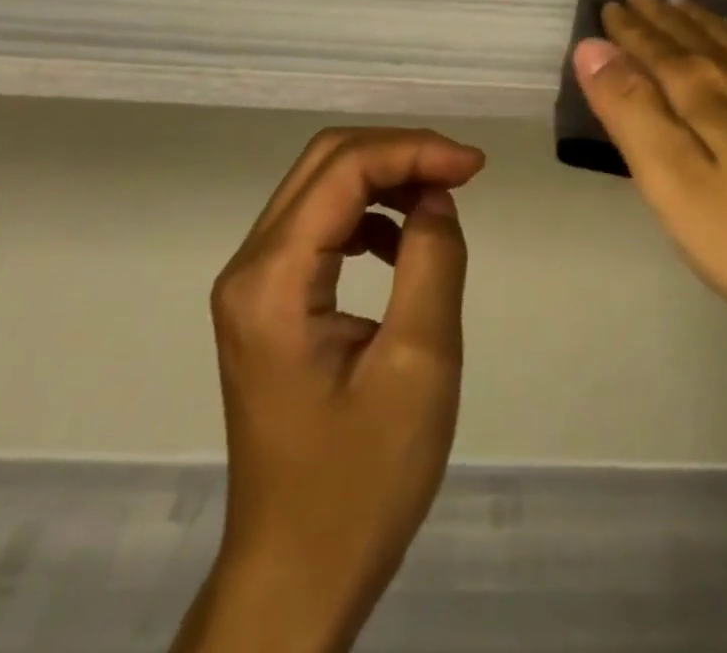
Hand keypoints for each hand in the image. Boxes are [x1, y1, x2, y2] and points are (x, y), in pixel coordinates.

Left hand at [195, 128, 485, 652]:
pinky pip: (320, 226)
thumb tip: (437, 195)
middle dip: (399, 153)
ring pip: (322, 187)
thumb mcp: (418, 366)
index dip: (414, 150)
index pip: (344, 169)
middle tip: (461, 173)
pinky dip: (369, 215)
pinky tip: (404, 245)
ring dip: (385, 178)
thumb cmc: (360, 482)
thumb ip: (432, 262)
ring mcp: (254, 286)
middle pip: (325, 163)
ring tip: (441, 200)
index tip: (476, 167)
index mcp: (273, 280)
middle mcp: (250, 268)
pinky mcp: (269, 304)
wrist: (296, 576)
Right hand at [572, 0, 726, 375]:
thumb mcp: (675, 183)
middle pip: (693, 35)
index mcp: (704, 91)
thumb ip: (632, 112)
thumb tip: (593, 48)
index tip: (608, 8)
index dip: (627, 30)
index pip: (654, 48)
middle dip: (659, 17)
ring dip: (701, 19)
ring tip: (681, 4)